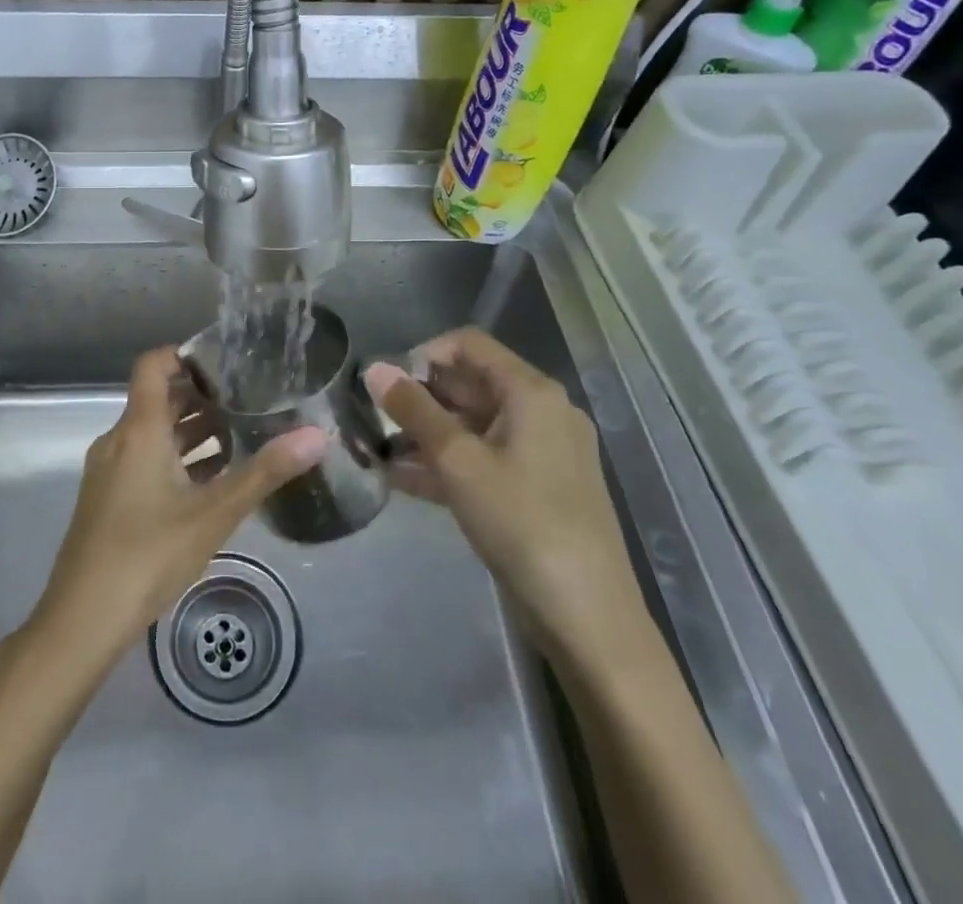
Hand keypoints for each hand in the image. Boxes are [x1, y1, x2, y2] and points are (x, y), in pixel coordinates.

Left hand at [28, 348, 327, 669]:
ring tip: (240, 432)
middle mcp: (119, 440)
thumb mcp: (213, 514)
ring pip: (153, 432)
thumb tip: (317, 435)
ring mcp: (110, 471)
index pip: (153, 365)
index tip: (226, 360)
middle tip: (248, 396)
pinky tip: (210, 479)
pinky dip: (176, 457)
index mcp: (139, 430)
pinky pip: (145, 459)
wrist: (81, 622)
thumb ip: (265, 472)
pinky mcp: (108, 498)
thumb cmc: (148, 555)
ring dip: (191, 429)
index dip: (185, 354)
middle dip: (201, 394)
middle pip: (158, 398)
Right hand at [364, 328, 641, 662]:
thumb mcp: (458, 462)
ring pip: (474, 425)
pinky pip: (485, 459)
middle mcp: (541, 412)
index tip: (387, 382)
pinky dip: (448, 463)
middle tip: (375, 417)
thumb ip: (414, 411)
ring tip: (378, 449)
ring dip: (428, 433)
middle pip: (471, 384)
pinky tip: (402, 479)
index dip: (424, 354)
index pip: (469, 345)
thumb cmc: (521, 522)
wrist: (587, 617)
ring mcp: (542, 452)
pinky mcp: (537, 488)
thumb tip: (374, 368)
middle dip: (420, 397)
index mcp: (531, 392)